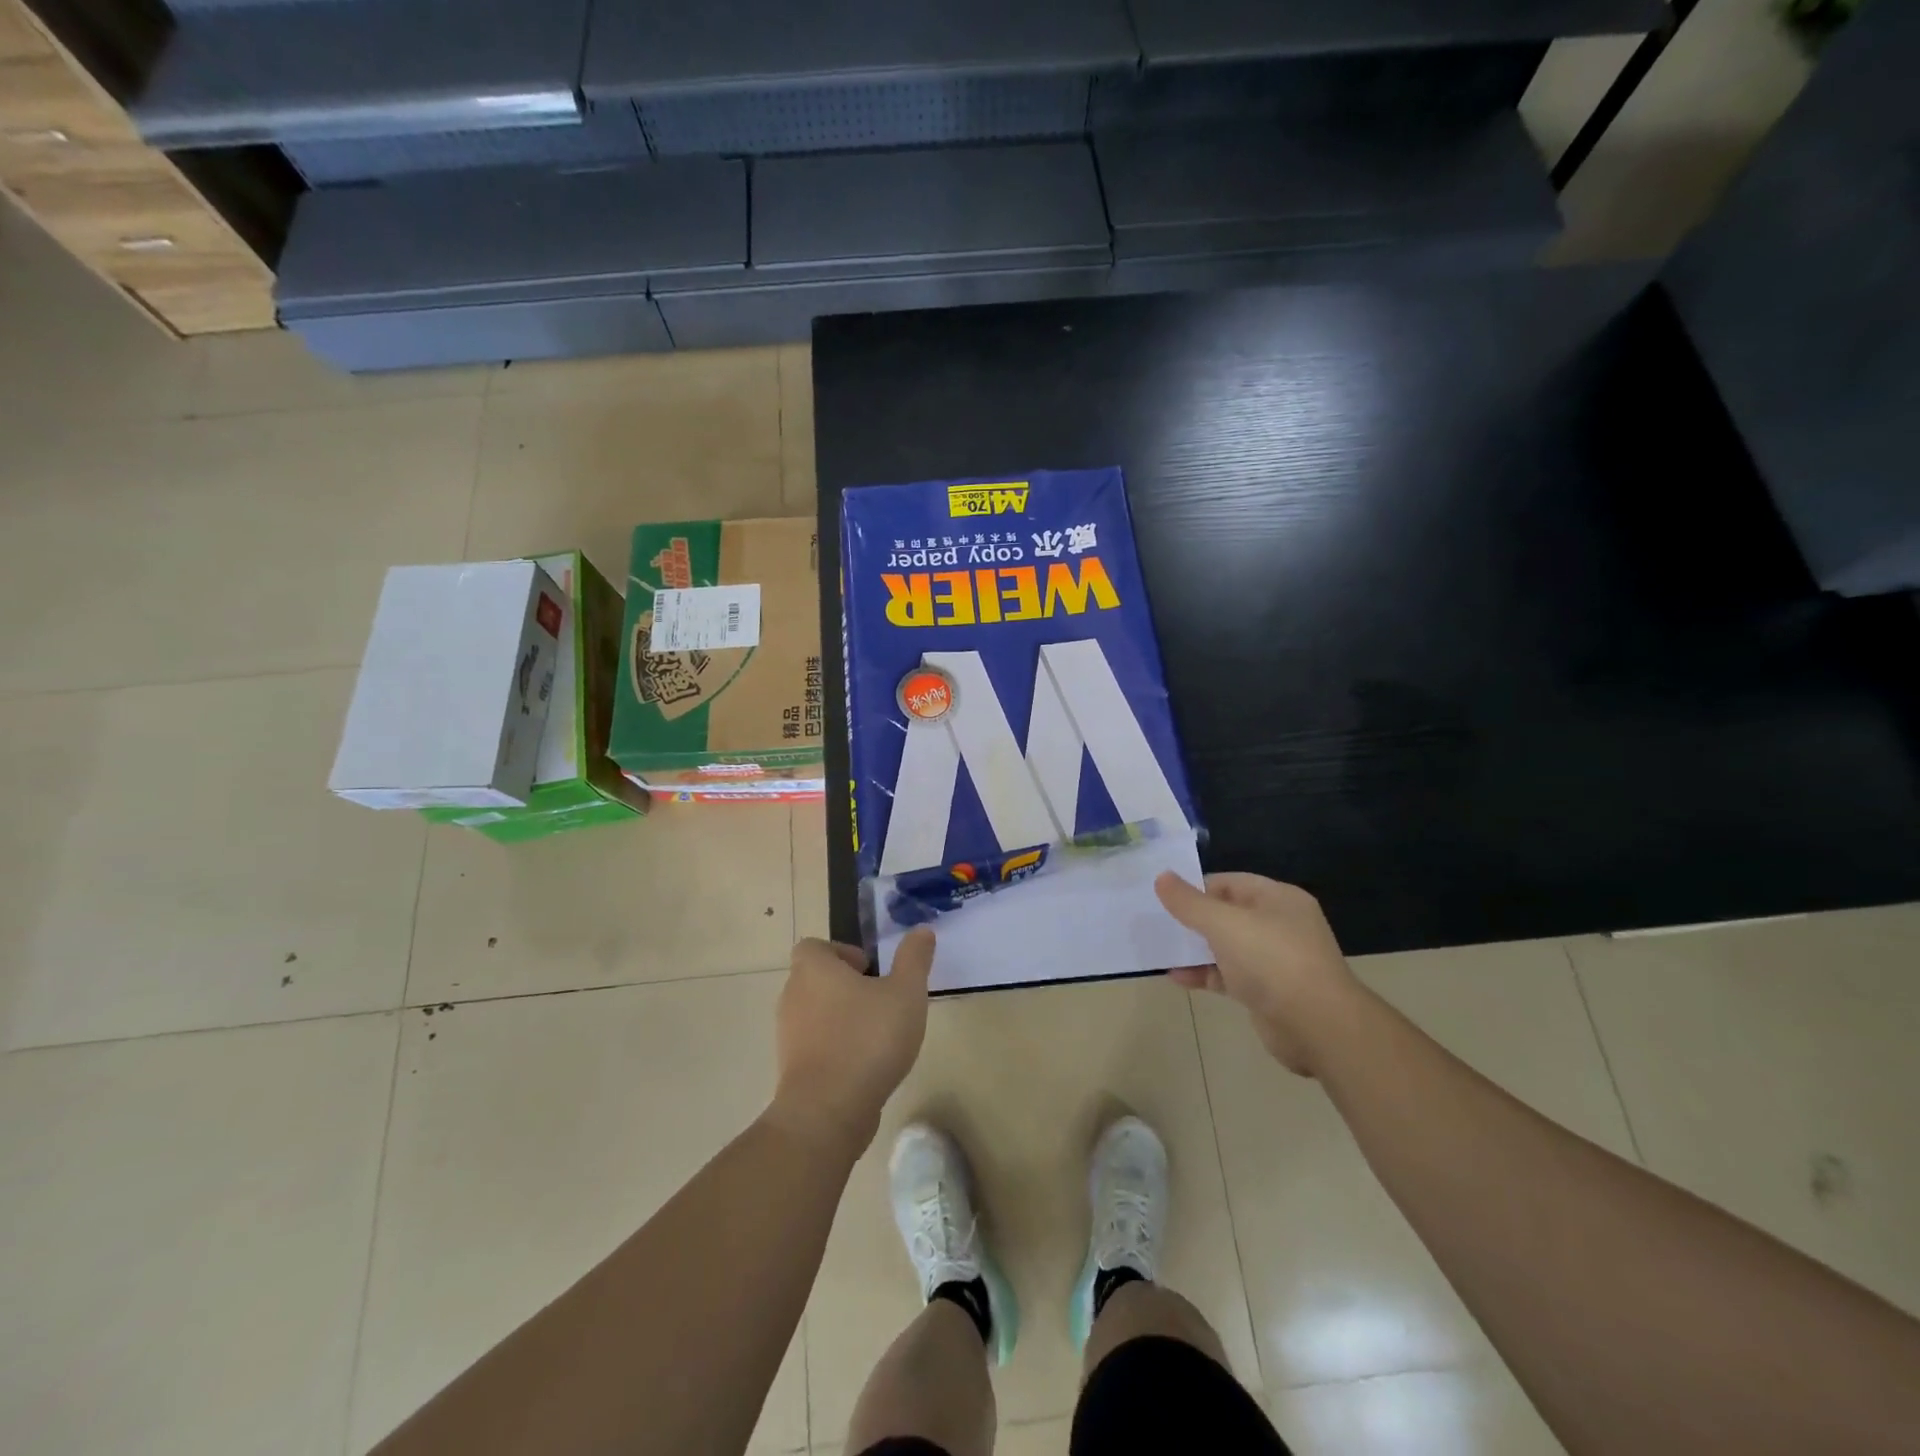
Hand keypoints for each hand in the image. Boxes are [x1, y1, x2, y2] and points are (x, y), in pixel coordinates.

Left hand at [769, 930, 935, 1156]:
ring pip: (815, 1013)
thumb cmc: (867, 1040)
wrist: (827, 1111)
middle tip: (880, 1000)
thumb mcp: (905, 992)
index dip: (841, 952)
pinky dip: (835, 1047)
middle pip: (815, 978)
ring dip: (842, 1017)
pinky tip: (865, 1064)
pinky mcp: (791, 1068)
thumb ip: (914, 958)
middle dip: (846, 986)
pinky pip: (814, 1045)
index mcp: (813, 969)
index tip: (870, 970)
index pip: (814, 946)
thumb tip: (921, 930)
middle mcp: (793, 995)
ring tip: (877, 1034)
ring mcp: (788, 1034)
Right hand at [1155, 872, 1364, 1076]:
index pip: (1230, 882)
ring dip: (1196, 948)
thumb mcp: (1224, 924)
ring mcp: (1276, 961)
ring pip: (1227, 947)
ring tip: (1160, 949)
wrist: (1318, 1027)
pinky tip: (1177, 977)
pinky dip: (1205, 975)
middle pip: (1228, 914)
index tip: (1163, 897)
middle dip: (1193, 918)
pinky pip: (1230, 976)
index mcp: (1278, 899)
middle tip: (1157, 921)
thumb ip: (1190, 902)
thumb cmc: (1272, 961)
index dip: (1197, 887)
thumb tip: (1162, 877)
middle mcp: (1280, 925)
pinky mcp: (1268, 992)